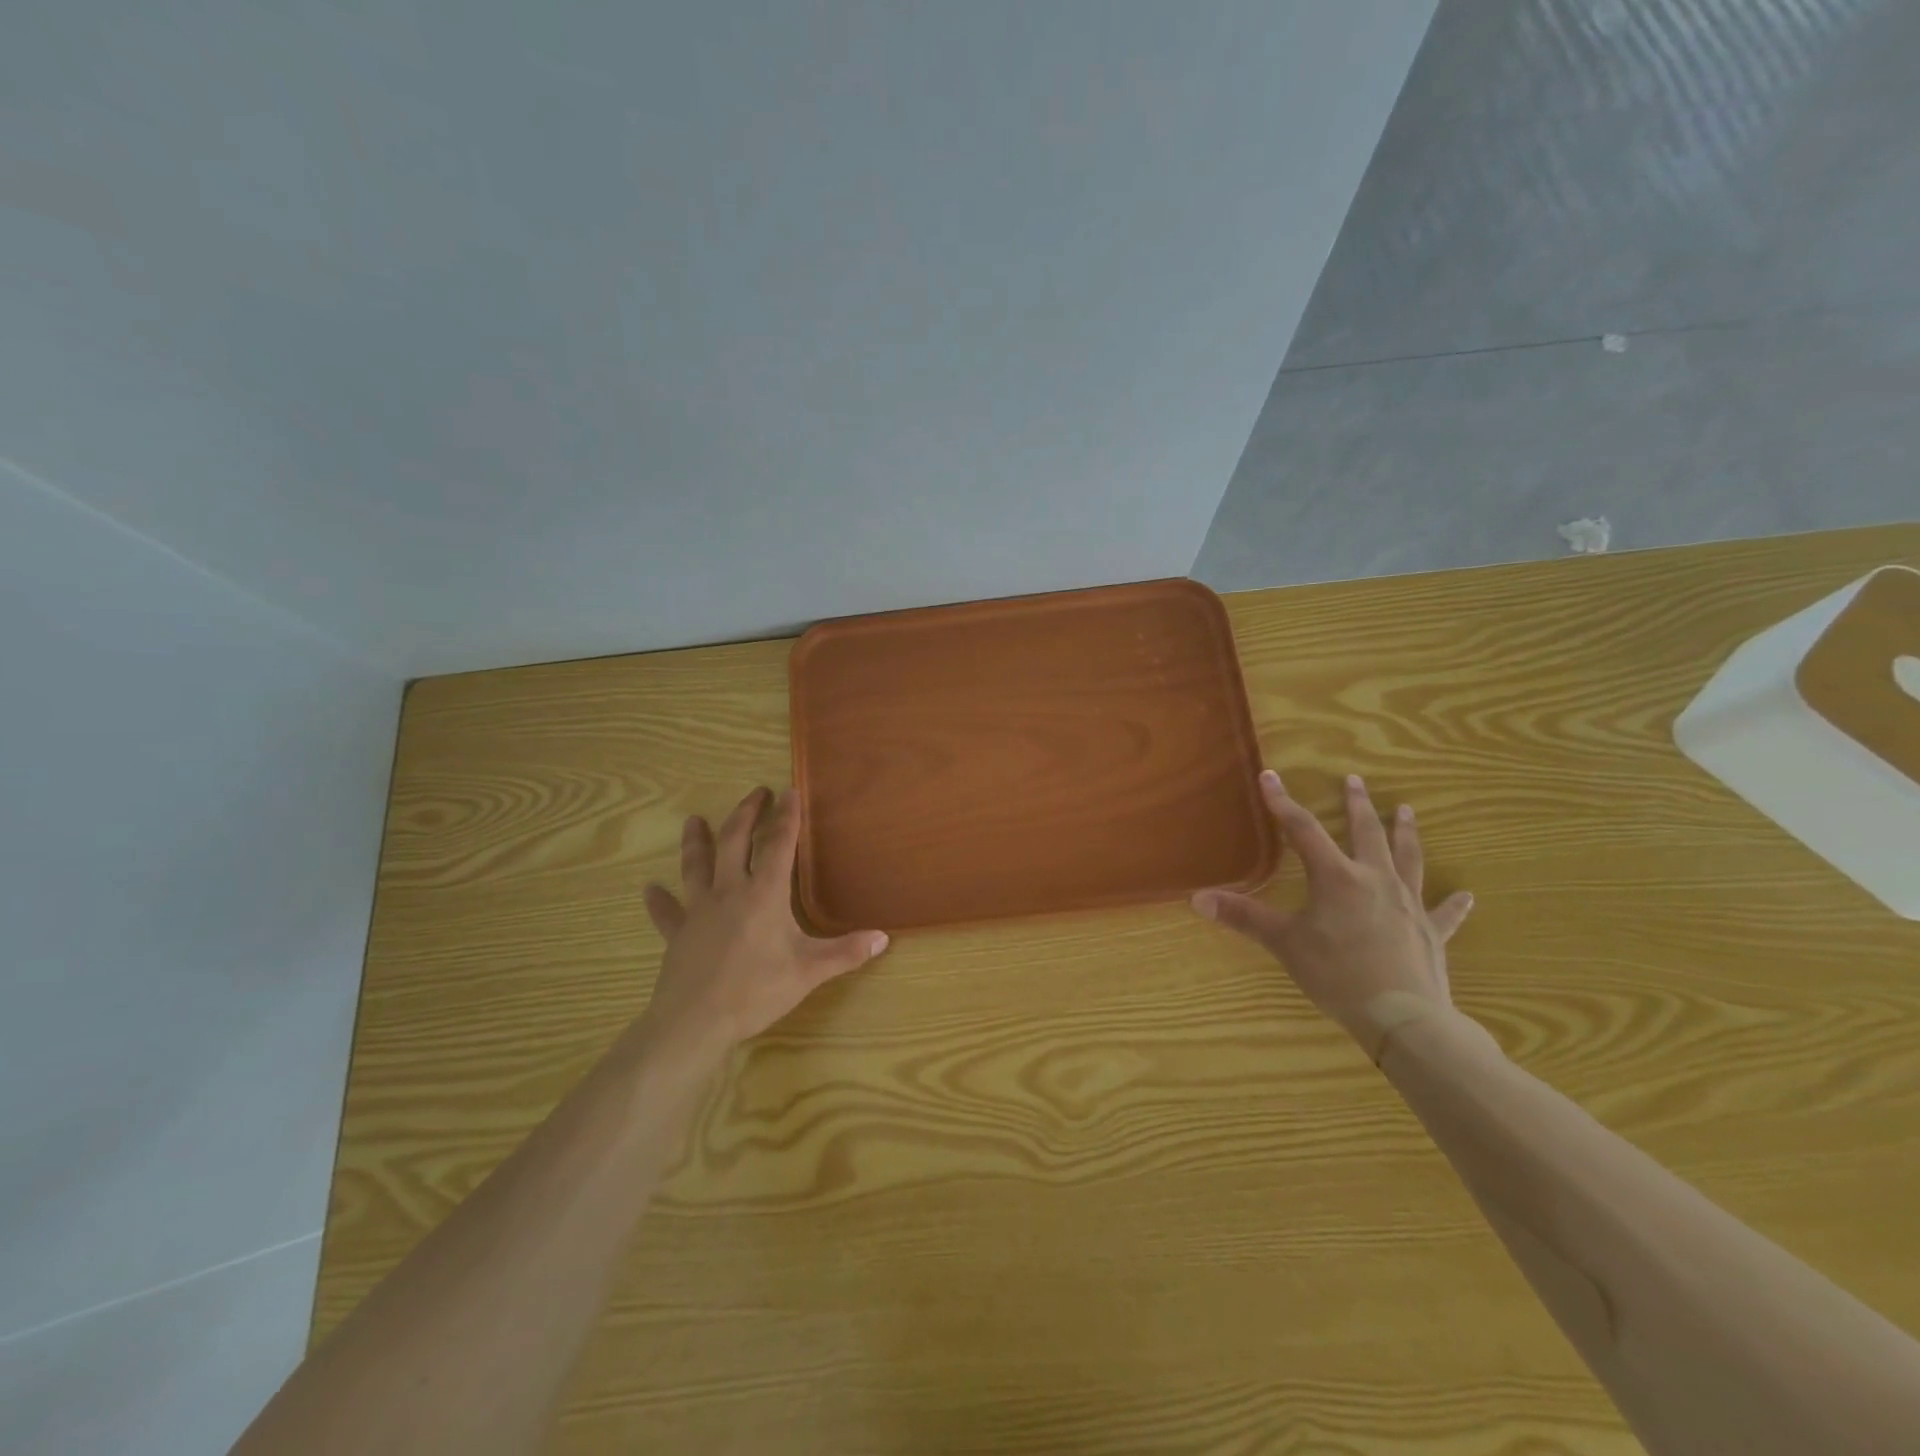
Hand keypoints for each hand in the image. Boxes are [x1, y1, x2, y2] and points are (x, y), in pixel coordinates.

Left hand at [636, 787, 887, 1060]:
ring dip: (697, 840)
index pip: (779, 845)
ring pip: (696, 865)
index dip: (787, 816)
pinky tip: (649, 889)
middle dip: (746, 813)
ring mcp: (699, 910)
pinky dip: (659, 900)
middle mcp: (730, 891)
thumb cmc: (756, 991)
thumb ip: (846, 952)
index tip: (791, 790)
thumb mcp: (809, 972)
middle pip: (735, 841)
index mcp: (764, 894)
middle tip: (756, 793)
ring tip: (694, 820)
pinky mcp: (677, 933)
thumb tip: (883, 937)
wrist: (695, 1022)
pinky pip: (667, 912)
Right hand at [1192, 770, 1473, 1060]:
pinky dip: (1453, 903)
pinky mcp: (1432, 932)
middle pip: (1367, 833)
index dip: (1283, 803)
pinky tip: (1466, 895)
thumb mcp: (1284, 943)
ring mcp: (1409, 904)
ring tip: (1406, 810)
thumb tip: (1198, 898)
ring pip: (1408, 858)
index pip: (1303, 830)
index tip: (1271, 776)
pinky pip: (1444, 912)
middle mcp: (1375, 880)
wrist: (1403, 1017)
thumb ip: (1243, 917)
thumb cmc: (1337, 974)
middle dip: (1357, 805)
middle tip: (1355, 780)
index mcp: (1337, 877)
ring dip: (1405, 833)